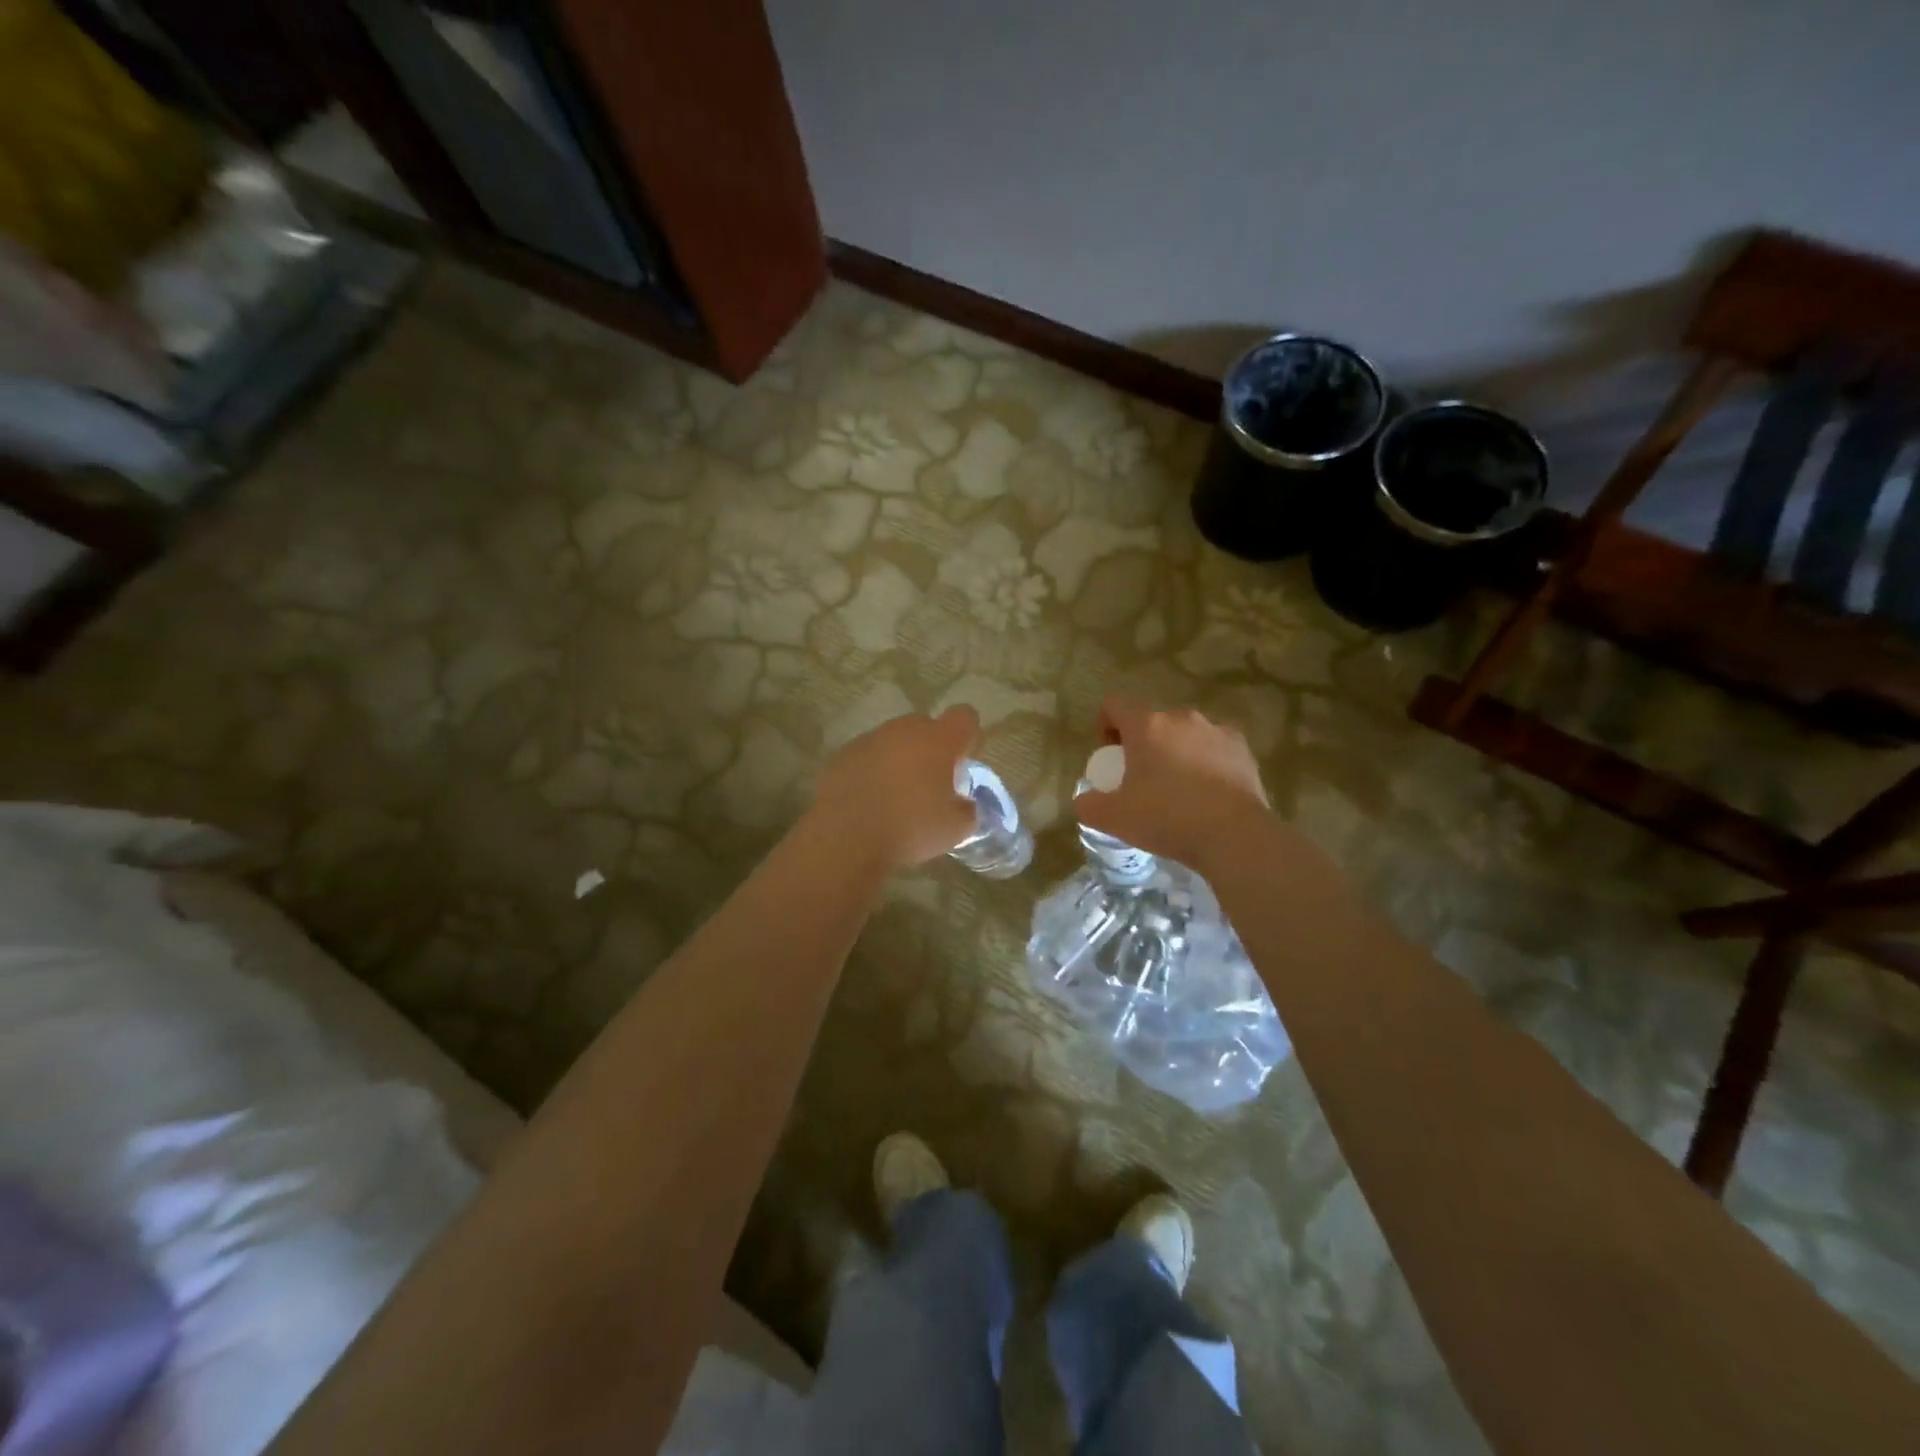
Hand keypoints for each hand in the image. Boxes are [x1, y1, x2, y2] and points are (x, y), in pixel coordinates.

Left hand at [808, 706, 980, 871]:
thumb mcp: (956, 829)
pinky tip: (867, 801)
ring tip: (895, 796)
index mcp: (938, 741)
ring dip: (899, 759)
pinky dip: (871, 771)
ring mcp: (869, 740)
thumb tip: (963, 804)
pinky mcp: (842, 755)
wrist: (847, 838)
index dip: (967, 736)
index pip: (964, 717)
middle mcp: (904, 730)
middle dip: (931, 748)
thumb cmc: (911, 829)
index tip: (961, 763)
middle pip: (925, 725)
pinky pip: (866, 756)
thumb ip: (967, 810)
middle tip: (929, 783)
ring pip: (893, 740)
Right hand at [1074, 698, 1272, 871]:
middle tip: (1140, 780)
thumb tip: (1085, 800)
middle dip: (1142, 744)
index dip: (1105, 727)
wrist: (1234, 836)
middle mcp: (1181, 717)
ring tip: (1177, 789)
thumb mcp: (1114, 819)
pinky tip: (1206, 792)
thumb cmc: (1167, 818)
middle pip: (1151, 721)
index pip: (1114, 705)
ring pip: (1184, 733)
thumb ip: (1089, 805)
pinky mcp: (1242, 748)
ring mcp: (1216, 730)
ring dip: (1174, 751)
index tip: (1110, 758)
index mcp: (1147, 726)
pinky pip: (1213, 747)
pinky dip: (1205, 761)